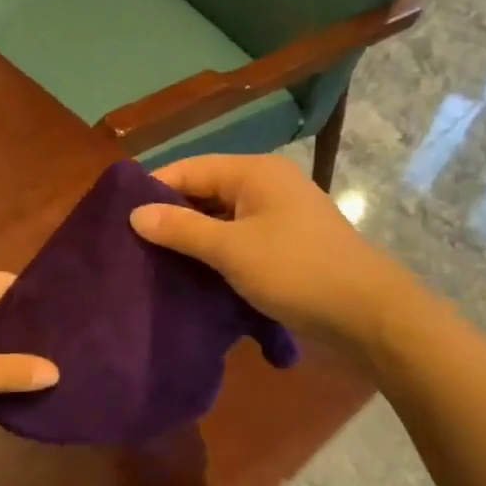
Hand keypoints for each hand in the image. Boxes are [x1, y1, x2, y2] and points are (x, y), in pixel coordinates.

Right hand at [128, 155, 395, 347]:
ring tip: (152, 263)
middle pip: (204, 192)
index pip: (188, 169)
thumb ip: (181, 229)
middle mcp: (266, 186)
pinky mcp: (285, 246)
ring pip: (220, 219)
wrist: (368, 315)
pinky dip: (214, 254)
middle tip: (130, 246)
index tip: (117, 219)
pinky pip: (238, 240)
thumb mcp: (231, 250)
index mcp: (254, 173)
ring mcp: (279, 216)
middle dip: (169, 217)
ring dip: (191, 239)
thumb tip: (134, 214)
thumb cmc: (296, 271)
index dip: (152, 191)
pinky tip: (190, 276)